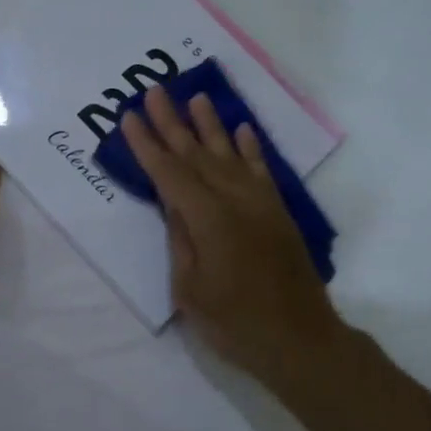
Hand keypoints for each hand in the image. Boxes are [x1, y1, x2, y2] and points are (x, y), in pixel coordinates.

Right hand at [120, 85, 346, 388]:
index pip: (169, 172)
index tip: (130, 117)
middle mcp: (234, 199)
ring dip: (210, 124)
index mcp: (207, 218)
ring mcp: (259, 202)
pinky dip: (250, 147)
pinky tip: (242, 129)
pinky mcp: (277, 211)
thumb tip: (174, 205)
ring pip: (229, 153)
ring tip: (196, 97)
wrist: (301, 340)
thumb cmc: (236, 323)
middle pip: (195, 153)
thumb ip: (181, 240)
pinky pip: (261, 169)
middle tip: (154, 91)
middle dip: (172, 122)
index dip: (147, 144)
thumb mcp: (190, 290)